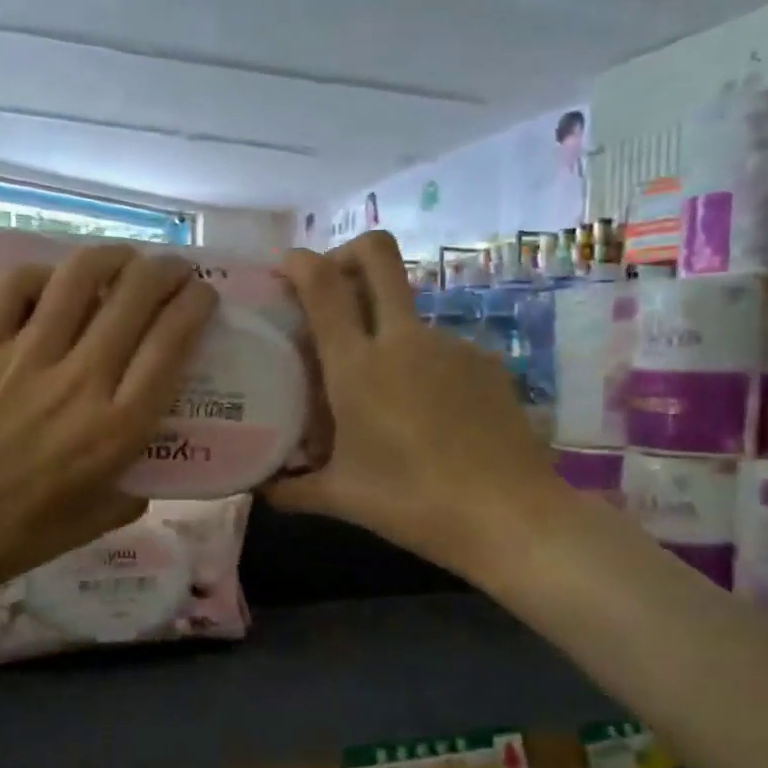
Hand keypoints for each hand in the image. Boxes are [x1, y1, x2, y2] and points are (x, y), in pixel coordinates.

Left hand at [0, 245, 217, 602]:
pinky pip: (13, 287)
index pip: (171, 345)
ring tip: (123, 258)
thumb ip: (132, 492)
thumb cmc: (14, 536)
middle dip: (165, 271)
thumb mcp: (93, 524)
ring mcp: (24, 357)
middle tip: (173, 270)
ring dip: (111, 256)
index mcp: (116, 428)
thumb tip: (147, 467)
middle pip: (134, 298)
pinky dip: (40, 273)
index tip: (204, 296)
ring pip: (77, 278)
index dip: (195, 308)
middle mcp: (79, 381)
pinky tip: (51, 281)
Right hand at [268, 233, 561, 575]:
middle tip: (332, 284)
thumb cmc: (411, 502)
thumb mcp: (341, 498)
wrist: (508, 515)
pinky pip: (438, 348)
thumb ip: (292, 488)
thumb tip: (259, 488)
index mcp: (357, 366)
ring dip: (384, 329)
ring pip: (407, 310)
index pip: (323, 286)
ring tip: (381, 389)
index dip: (301, 263)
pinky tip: (427, 414)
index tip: (287, 268)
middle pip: (378, 255)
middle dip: (348, 252)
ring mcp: (450, 345)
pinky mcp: (485, 361)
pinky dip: (420, 366)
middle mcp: (403, 340)